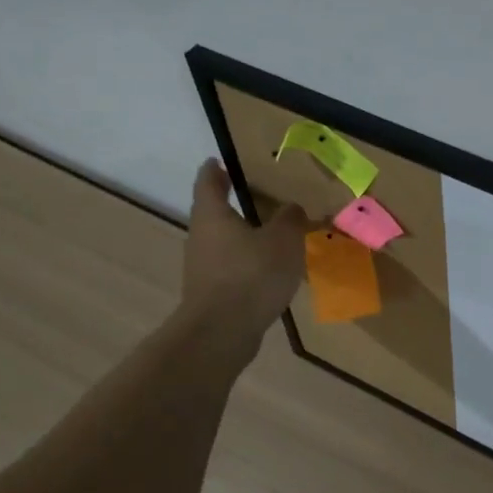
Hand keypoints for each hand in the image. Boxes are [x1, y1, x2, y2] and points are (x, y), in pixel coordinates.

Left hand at [179, 161, 309, 336]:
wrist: (222, 331)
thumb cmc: (251, 274)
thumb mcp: (283, 240)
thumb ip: (290, 219)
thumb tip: (292, 208)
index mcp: (212, 215)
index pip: (209, 181)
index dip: (215, 169)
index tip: (221, 160)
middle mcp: (201, 237)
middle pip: (215, 213)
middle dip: (236, 205)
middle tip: (264, 198)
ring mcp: (203, 267)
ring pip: (225, 243)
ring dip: (245, 238)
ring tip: (275, 237)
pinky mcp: (212, 293)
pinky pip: (232, 269)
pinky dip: (248, 264)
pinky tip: (271, 271)